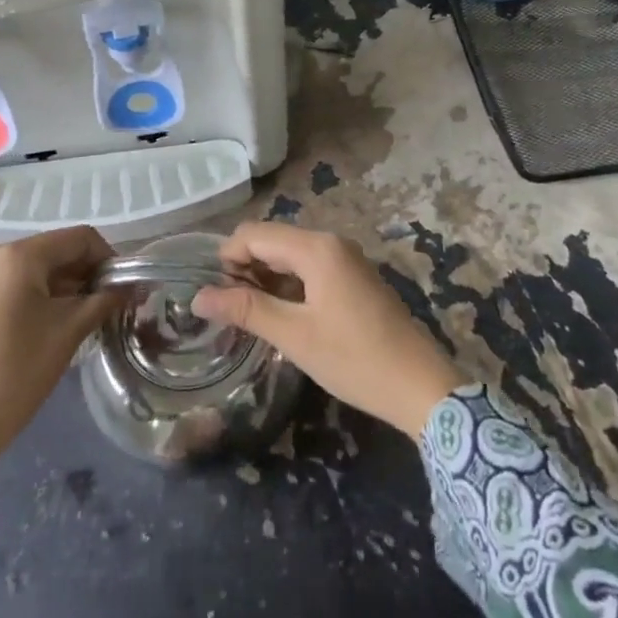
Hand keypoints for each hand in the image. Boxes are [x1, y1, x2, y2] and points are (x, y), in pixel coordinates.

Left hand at [0, 226, 119, 478]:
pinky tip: (51, 331)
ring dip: (66, 289)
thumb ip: (104, 300)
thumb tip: (133, 286)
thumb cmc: (15, 373)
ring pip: (35, 273)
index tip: (125, 289)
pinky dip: (40, 300)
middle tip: (109, 307)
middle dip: (87, 275)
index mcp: (19, 256)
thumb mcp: (68, 332)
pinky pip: (14, 289)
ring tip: (84, 322)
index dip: (109, 258)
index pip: (79, 238)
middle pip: (56, 252)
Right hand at [191, 222, 463, 437]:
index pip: (254, 234)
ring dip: (267, 275)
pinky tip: (284, 313)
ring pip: (291, 253)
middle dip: (246, 266)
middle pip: (273, 239)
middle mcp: (331, 241)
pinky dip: (289, 282)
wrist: (419, 384)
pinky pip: (310, 265)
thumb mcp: (294, 336)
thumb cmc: (353, 359)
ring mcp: (346, 257)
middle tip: (232, 309)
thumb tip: (199, 296)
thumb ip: (246, 309)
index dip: (227, 258)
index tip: (216, 296)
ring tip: (253, 314)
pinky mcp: (354, 275)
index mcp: (316, 247)